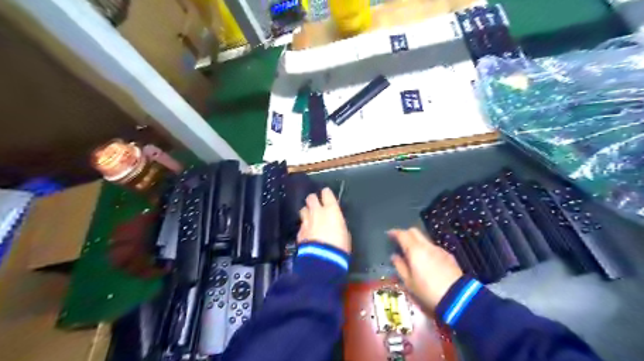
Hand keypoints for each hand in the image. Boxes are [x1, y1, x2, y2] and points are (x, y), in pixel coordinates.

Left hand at [298, 189, 351, 253]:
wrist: (323, 259)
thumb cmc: (340, 246)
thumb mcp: (345, 232)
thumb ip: (338, 224)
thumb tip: (335, 224)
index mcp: (331, 210)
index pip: (326, 193)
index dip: (326, 194)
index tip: (327, 196)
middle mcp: (317, 212)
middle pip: (311, 198)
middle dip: (313, 200)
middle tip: (316, 205)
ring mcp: (306, 221)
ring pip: (303, 209)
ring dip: (306, 212)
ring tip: (310, 217)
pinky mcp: (299, 232)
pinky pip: (301, 225)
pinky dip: (304, 227)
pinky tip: (307, 232)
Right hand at [388, 228, 462, 310]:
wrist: (458, 298)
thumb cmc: (428, 291)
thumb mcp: (409, 282)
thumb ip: (400, 266)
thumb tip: (394, 256)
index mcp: (415, 250)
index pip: (403, 234)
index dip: (394, 233)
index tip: (389, 234)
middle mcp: (427, 246)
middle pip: (415, 232)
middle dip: (406, 234)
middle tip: (400, 241)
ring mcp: (439, 250)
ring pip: (425, 240)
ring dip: (417, 243)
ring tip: (413, 254)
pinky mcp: (449, 256)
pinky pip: (434, 248)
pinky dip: (427, 250)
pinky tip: (427, 262)